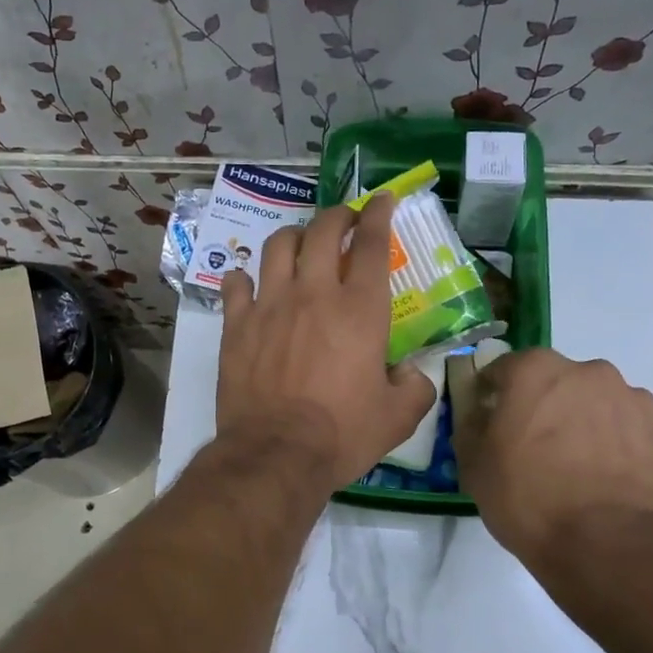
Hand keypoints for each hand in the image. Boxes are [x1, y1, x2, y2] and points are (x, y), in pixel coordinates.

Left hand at [215, 195, 436, 490]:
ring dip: (294, 237)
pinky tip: (251, 283)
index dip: (379, 214)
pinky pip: (236, 283)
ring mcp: (270, 304)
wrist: (276, 452)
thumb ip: (415, 387)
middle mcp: (314, 293)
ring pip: (278, 246)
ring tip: (301, 245)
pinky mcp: (237, 324)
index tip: (382, 200)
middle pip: (323, 230)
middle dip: (338, 215)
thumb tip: (411, 373)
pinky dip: (245, 276)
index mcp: (359, 309)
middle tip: (345, 219)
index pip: (371, 243)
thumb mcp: (398, 418)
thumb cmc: (343, 434)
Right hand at [455, 349, 652, 562]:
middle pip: (561, 382)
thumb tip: (480, 414)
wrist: (604, 546)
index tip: (492, 419)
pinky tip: (614, 482)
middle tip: (540, 446)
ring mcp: (636, 402)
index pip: (506, 368)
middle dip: (549, 405)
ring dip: (590, 424)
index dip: (495, 393)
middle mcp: (590, 373)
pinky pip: (636, 434)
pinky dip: (624, 449)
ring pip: (603, 404)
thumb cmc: (527, 498)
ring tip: (583, 468)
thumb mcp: (473, 464)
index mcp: (537, 371)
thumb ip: (472, 427)